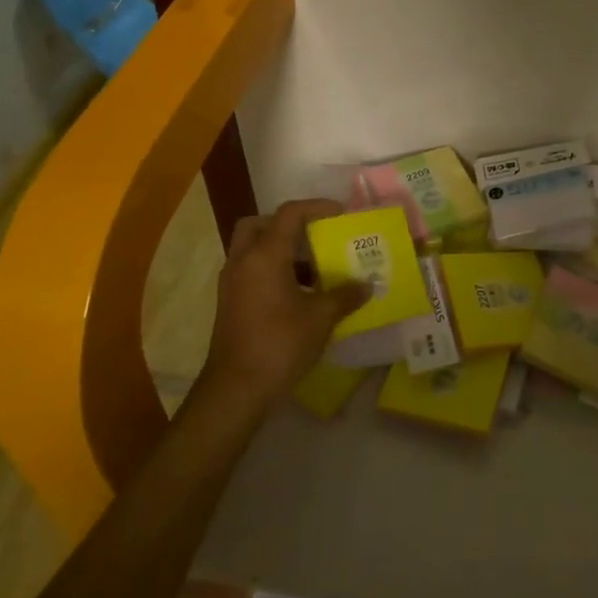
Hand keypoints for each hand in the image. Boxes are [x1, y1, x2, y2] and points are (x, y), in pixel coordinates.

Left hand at [202, 199, 368, 410]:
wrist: (235, 390)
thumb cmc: (279, 345)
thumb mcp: (320, 318)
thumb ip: (344, 296)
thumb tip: (367, 285)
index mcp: (265, 255)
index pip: (290, 213)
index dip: (317, 207)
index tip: (340, 213)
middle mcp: (244, 261)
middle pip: (260, 224)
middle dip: (287, 224)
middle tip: (313, 235)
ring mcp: (232, 283)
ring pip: (252, 248)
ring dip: (280, 249)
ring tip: (313, 268)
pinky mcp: (230, 303)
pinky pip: (251, 270)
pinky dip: (272, 270)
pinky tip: (297, 294)